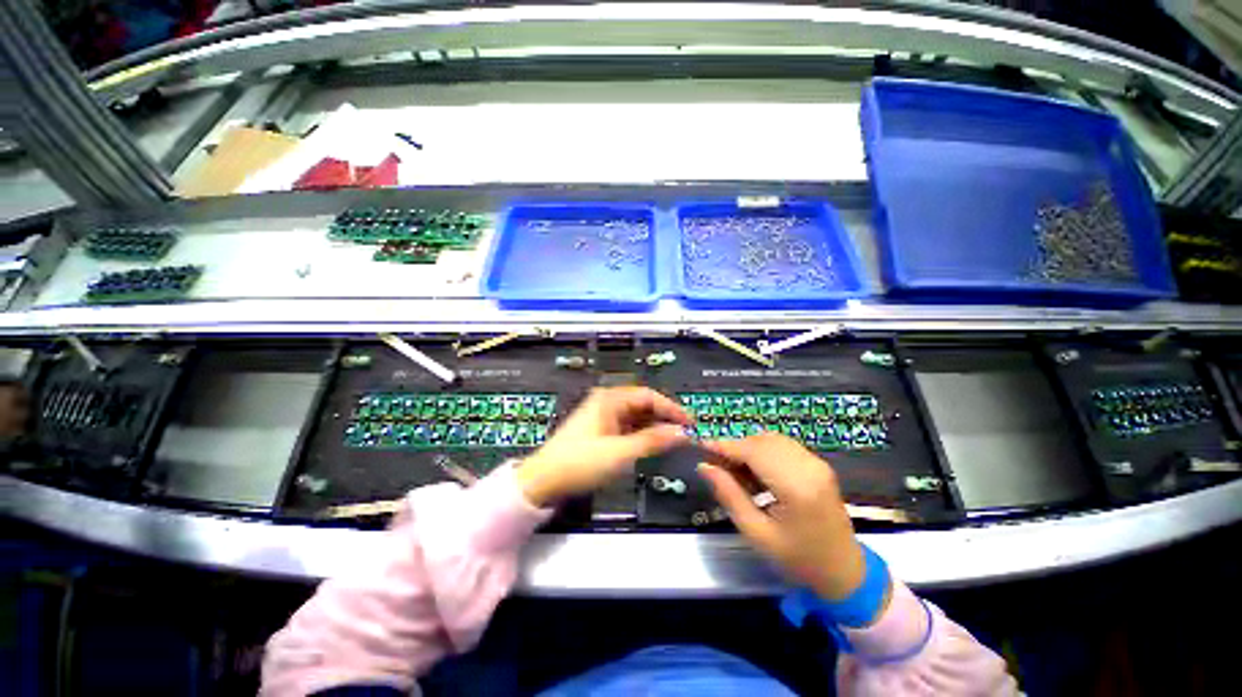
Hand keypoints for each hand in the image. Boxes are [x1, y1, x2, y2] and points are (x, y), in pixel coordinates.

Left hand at [518, 387, 690, 506]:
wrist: (543, 480)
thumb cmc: (581, 462)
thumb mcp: (620, 453)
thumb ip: (653, 441)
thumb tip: (682, 433)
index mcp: (610, 399)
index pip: (648, 396)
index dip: (672, 408)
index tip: (691, 422)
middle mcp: (607, 402)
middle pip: (643, 404)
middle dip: (664, 418)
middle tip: (685, 434)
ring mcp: (603, 416)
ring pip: (636, 417)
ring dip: (654, 427)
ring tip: (674, 441)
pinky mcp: (600, 430)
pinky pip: (627, 427)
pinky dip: (642, 435)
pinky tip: (653, 445)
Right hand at [698, 433, 870, 601]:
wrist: (846, 573)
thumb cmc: (799, 560)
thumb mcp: (757, 534)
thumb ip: (729, 496)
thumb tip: (704, 467)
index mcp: (797, 487)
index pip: (753, 451)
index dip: (725, 446)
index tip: (701, 447)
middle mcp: (809, 466)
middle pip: (761, 441)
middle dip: (736, 448)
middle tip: (718, 468)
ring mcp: (817, 463)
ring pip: (771, 440)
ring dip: (749, 449)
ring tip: (737, 474)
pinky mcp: (818, 464)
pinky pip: (783, 446)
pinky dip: (763, 452)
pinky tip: (757, 473)